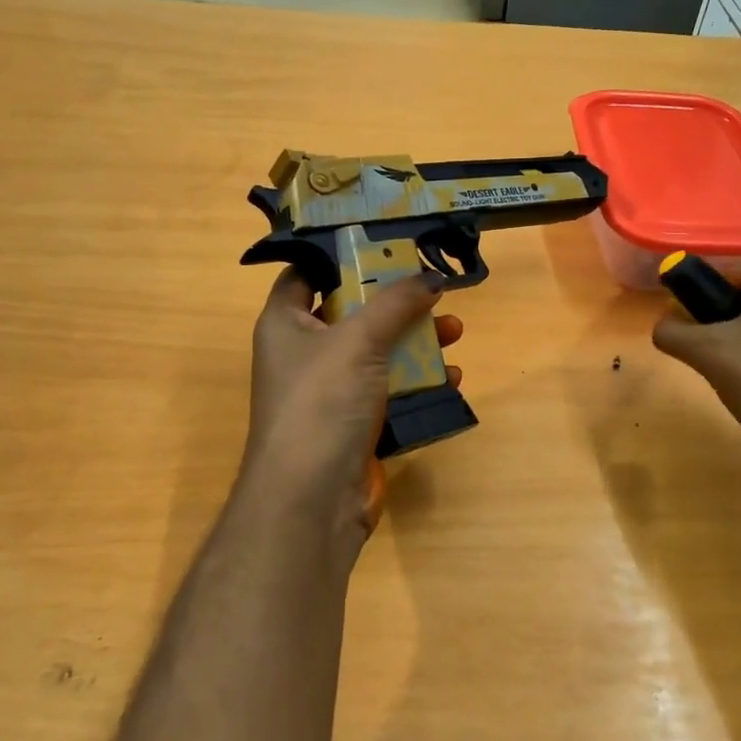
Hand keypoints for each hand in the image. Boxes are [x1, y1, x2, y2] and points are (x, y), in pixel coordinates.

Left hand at [241, 268, 463, 545]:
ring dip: (416, 341)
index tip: (386, 242)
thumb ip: (396, 303)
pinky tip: (450, 377)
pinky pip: (389, 389)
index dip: (342, 255)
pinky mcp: (354, 422)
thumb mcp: (359, 340)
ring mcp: (330, 391)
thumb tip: (430, 277)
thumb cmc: (322, 402)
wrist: (312, 498)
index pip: (307, 273)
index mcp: (285, 323)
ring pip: (377, 352)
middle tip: (435, 290)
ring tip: (455, 331)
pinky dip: (417, 381)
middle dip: (397, 302)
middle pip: (353, 312)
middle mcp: (304, 353)